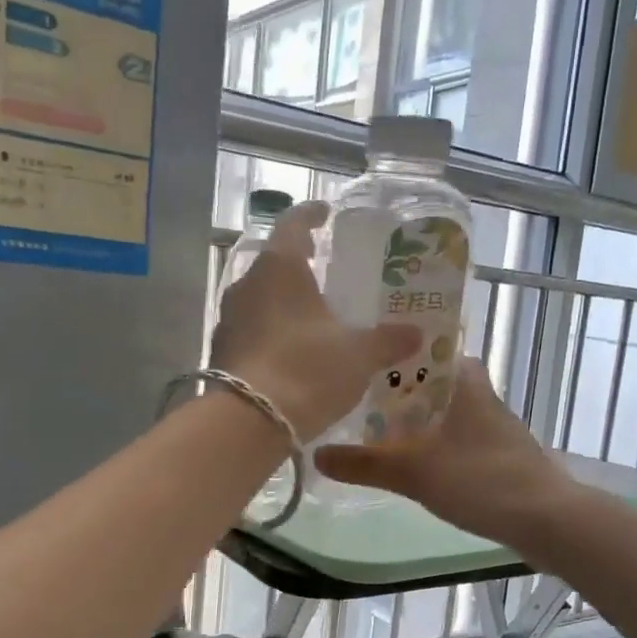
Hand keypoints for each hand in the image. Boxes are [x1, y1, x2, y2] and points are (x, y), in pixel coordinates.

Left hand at [210, 203, 418, 442]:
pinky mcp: (221, 350)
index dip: (312, 214)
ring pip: (261, 296)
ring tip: (313, 314)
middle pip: (275, 261)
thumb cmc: (307, 371)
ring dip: (284, 300)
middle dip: (300, 263)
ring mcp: (228, 318)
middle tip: (327, 269)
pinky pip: (251, 328)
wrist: (249, 423)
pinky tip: (292, 349)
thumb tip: (415, 333)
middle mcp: (247, 283)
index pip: (294, 223)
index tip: (326, 214)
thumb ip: (387, 340)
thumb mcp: (358, 355)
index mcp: (279, 267)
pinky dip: (272, 330)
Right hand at [315, 359, 582, 547]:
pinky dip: (439, 448)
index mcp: (465, 384)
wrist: (547, 520)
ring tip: (381, 436)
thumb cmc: (481, 481)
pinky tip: (419, 468)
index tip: (367, 366)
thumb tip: (316, 456)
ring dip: (421, 424)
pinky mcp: (504, 459)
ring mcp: (497, 430)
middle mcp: (483, 398)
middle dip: (403, 395)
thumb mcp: (414, 472)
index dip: (400, 356)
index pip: (432, 351)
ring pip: (449, 416)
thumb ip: (365, 464)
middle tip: (363, 406)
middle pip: (436, 386)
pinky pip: (462, 442)